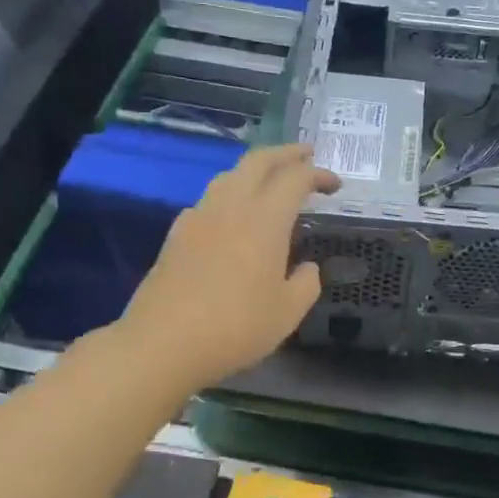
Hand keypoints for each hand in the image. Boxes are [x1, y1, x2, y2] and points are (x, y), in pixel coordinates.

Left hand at [122, 145, 339, 391]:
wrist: (163, 343)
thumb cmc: (236, 327)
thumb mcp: (287, 313)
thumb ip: (305, 284)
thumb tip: (306, 268)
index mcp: (264, 220)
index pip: (295, 179)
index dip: (318, 174)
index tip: (335, 185)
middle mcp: (231, 207)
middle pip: (258, 162)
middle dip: (286, 153)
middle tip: (306, 155)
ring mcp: (199, 218)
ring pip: (229, 176)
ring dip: (255, 170)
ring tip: (270, 182)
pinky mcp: (177, 235)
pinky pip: (209, 200)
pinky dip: (230, 195)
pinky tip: (233, 218)